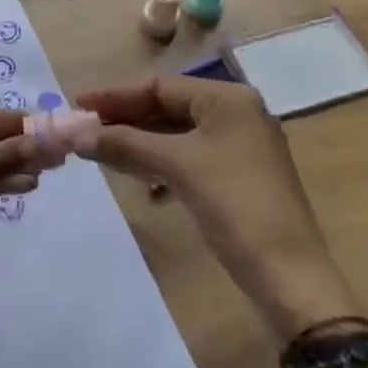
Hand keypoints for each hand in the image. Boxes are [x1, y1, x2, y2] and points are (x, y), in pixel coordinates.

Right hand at [77, 76, 361, 345]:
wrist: (292, 281)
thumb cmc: (235, 207)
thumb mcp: (177, 167)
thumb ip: (125, 144)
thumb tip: (75, 133)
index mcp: (228, 99)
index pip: (161, 86)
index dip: (116, 97)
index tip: (78, 106)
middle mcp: (237, 114)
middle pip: (168, 108)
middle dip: (127, 121)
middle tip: (85, 131)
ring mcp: (241, 148)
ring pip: (178, 135)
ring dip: (141, 144)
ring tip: (104, 154)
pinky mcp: (239, 179)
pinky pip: (190, 158)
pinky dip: (162, 165)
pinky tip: (143, 184)